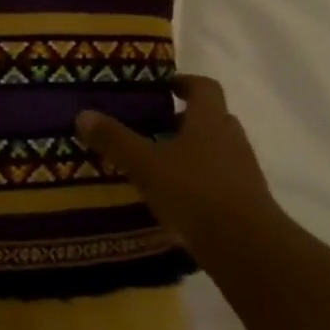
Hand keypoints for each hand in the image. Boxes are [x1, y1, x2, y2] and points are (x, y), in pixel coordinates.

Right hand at [75, 76, 280, 246]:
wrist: (247, 247)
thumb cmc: (194, 192)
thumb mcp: (145, 164)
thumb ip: (115, 139)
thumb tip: (83, 114)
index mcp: (209, 121)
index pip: (204, 87)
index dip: (184, 82)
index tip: (162, 87)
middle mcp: (230, 139)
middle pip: (211, 118)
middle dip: (183, 120)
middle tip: (152, 127)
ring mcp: (242, 171)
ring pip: (215, 150)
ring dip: (190, 152)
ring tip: (157, 164)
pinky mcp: (245, 201)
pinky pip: (218, 180)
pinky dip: (197, 181)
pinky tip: (173, 196)